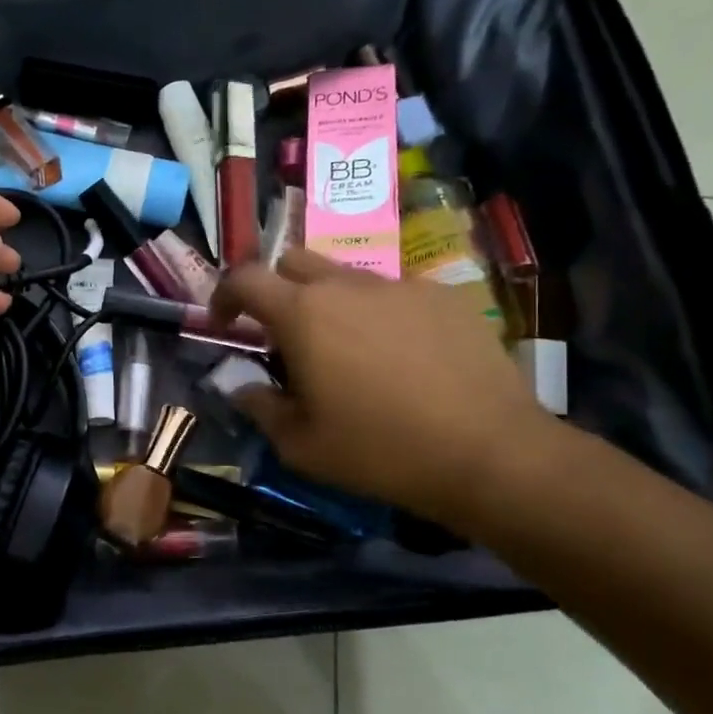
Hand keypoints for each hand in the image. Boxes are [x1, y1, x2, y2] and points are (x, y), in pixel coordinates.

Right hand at [212, 248, 546, 528]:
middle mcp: (348, 286)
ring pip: (347, 277)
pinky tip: (402, 358)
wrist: (488, 453)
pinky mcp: (445, 297)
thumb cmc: (379, 451)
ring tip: (349, 352)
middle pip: (294, 260)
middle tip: (285, 336)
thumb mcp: (301, 446)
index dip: (224, 295)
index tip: (224, 322)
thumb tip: (244, 388)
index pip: (245, 279)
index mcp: (303, 315)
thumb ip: (261, 408)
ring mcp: (401, 286)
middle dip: (277, 289)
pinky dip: (380, 315)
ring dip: (330, 304)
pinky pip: (395, 293)